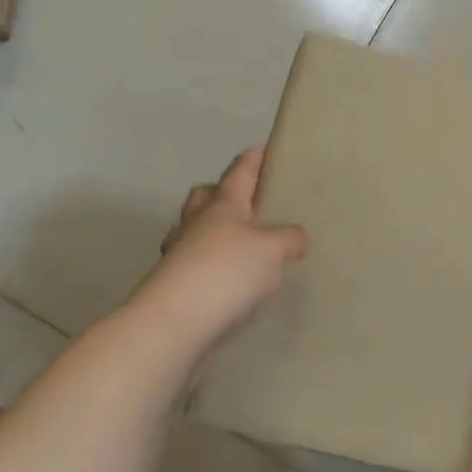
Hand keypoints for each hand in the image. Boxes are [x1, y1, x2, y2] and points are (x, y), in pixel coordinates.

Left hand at [142, 148, 307, 358]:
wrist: (174, 324)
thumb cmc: (227, 271)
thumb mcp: (273, 250)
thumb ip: (290, 239)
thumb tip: (298, 237)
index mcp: (223, 204)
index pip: (239, 172)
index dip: (253, 159)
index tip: (263, 147)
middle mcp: (196, 223)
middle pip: (205, 197)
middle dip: (222, 193)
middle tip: (246, 200)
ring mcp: (179, 255)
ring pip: (195, 231)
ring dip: (213, 233)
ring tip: (241, 245)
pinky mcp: (173, 287)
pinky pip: (195, 265)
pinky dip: (211, 267)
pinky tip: (231, 282)